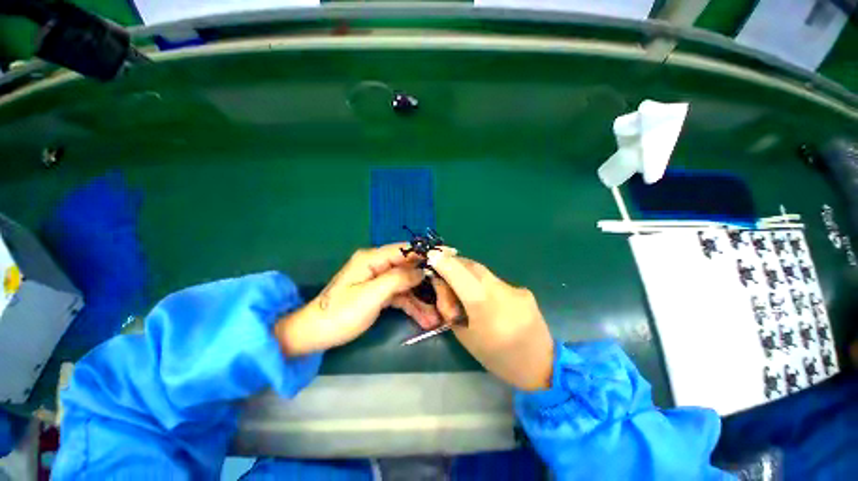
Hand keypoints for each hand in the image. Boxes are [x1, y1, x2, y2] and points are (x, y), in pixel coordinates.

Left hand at [274, 244, 441, 355]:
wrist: (316, 334)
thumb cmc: (341, 313)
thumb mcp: (371, 295)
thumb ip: (397, 279)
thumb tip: (421, 271)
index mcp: (373, 259)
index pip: (406, 250)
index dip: (427, 252)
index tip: (449, 255)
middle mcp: (378, 265)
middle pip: (410, 268)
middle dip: (428, 282)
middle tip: (447, 293)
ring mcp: (380, 280)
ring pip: (407, 285)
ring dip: (422, 299)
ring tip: (438, 316)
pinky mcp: (380, 293)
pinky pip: (401, 296)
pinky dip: (412, 306)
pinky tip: (425, 319)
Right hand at [428, 249, 554, 390]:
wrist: (540, 366)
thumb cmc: (496, 358)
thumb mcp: (464, 336)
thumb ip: (451, 307)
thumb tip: (443, 284)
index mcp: (485, 308)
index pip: (461, 275)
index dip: (445, 263)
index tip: (432, 255)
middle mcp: (502, 292)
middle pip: (473, 267)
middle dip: (455, 263)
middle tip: (443, 268)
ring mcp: (515, 289)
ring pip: (484, 272)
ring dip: (468, 272)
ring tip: (460, 283)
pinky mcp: (523, 290)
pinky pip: (495, 280)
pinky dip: (482, 281)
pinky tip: (482, 295)